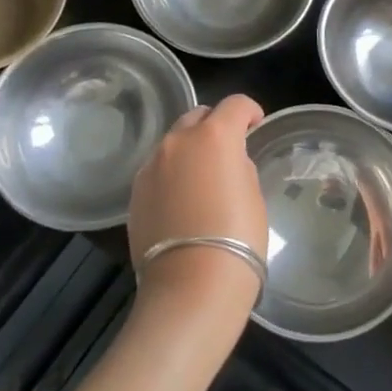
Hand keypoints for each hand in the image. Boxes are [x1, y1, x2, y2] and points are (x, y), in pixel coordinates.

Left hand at [127, 94, 267, 321]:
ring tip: (203, 178)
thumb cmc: (237, 237)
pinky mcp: (136, 193)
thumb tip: (228, 161)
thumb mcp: (253, 194)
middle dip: (215, 125)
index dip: (250, 112)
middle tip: (229, 150)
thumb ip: (239, 165)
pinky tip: (182, 202)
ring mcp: (151, 166)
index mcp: (215, 135)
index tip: (256, 126)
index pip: (235, 104)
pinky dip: (172, 174)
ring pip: (173, 143)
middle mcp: (178, 141)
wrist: (191, 286)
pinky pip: (158, 170)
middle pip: (198, 116)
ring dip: (190, 150)